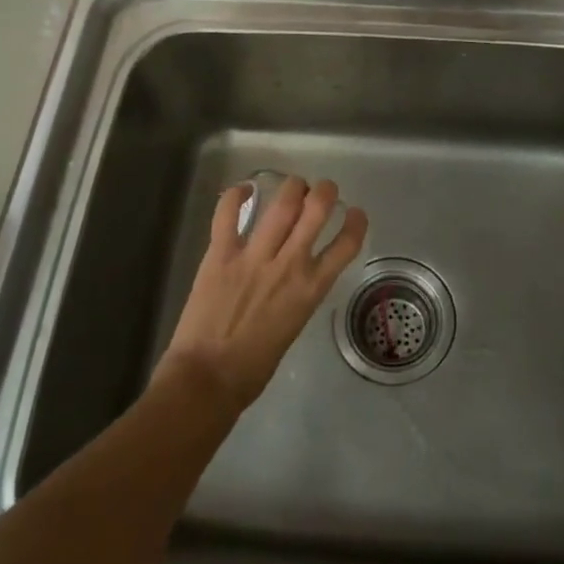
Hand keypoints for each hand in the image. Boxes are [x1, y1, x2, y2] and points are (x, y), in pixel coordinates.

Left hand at [157, 176, 368, 413]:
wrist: (208, 377)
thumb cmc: (254, 366)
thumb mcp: (294, 325)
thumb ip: (299, 294)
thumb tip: (297, 276)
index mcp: (311, 289)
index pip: (346, 244)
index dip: (356, 223)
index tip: (355, 213)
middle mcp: (289, 264)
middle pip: (316, 210)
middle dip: (324, 191)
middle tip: (322, 189)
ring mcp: (254, 255)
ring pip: (281, 204)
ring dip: (292, 187)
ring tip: (294, 186)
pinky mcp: (221, 253)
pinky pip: (228, 213)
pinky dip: (236, 195)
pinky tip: (245, 189)